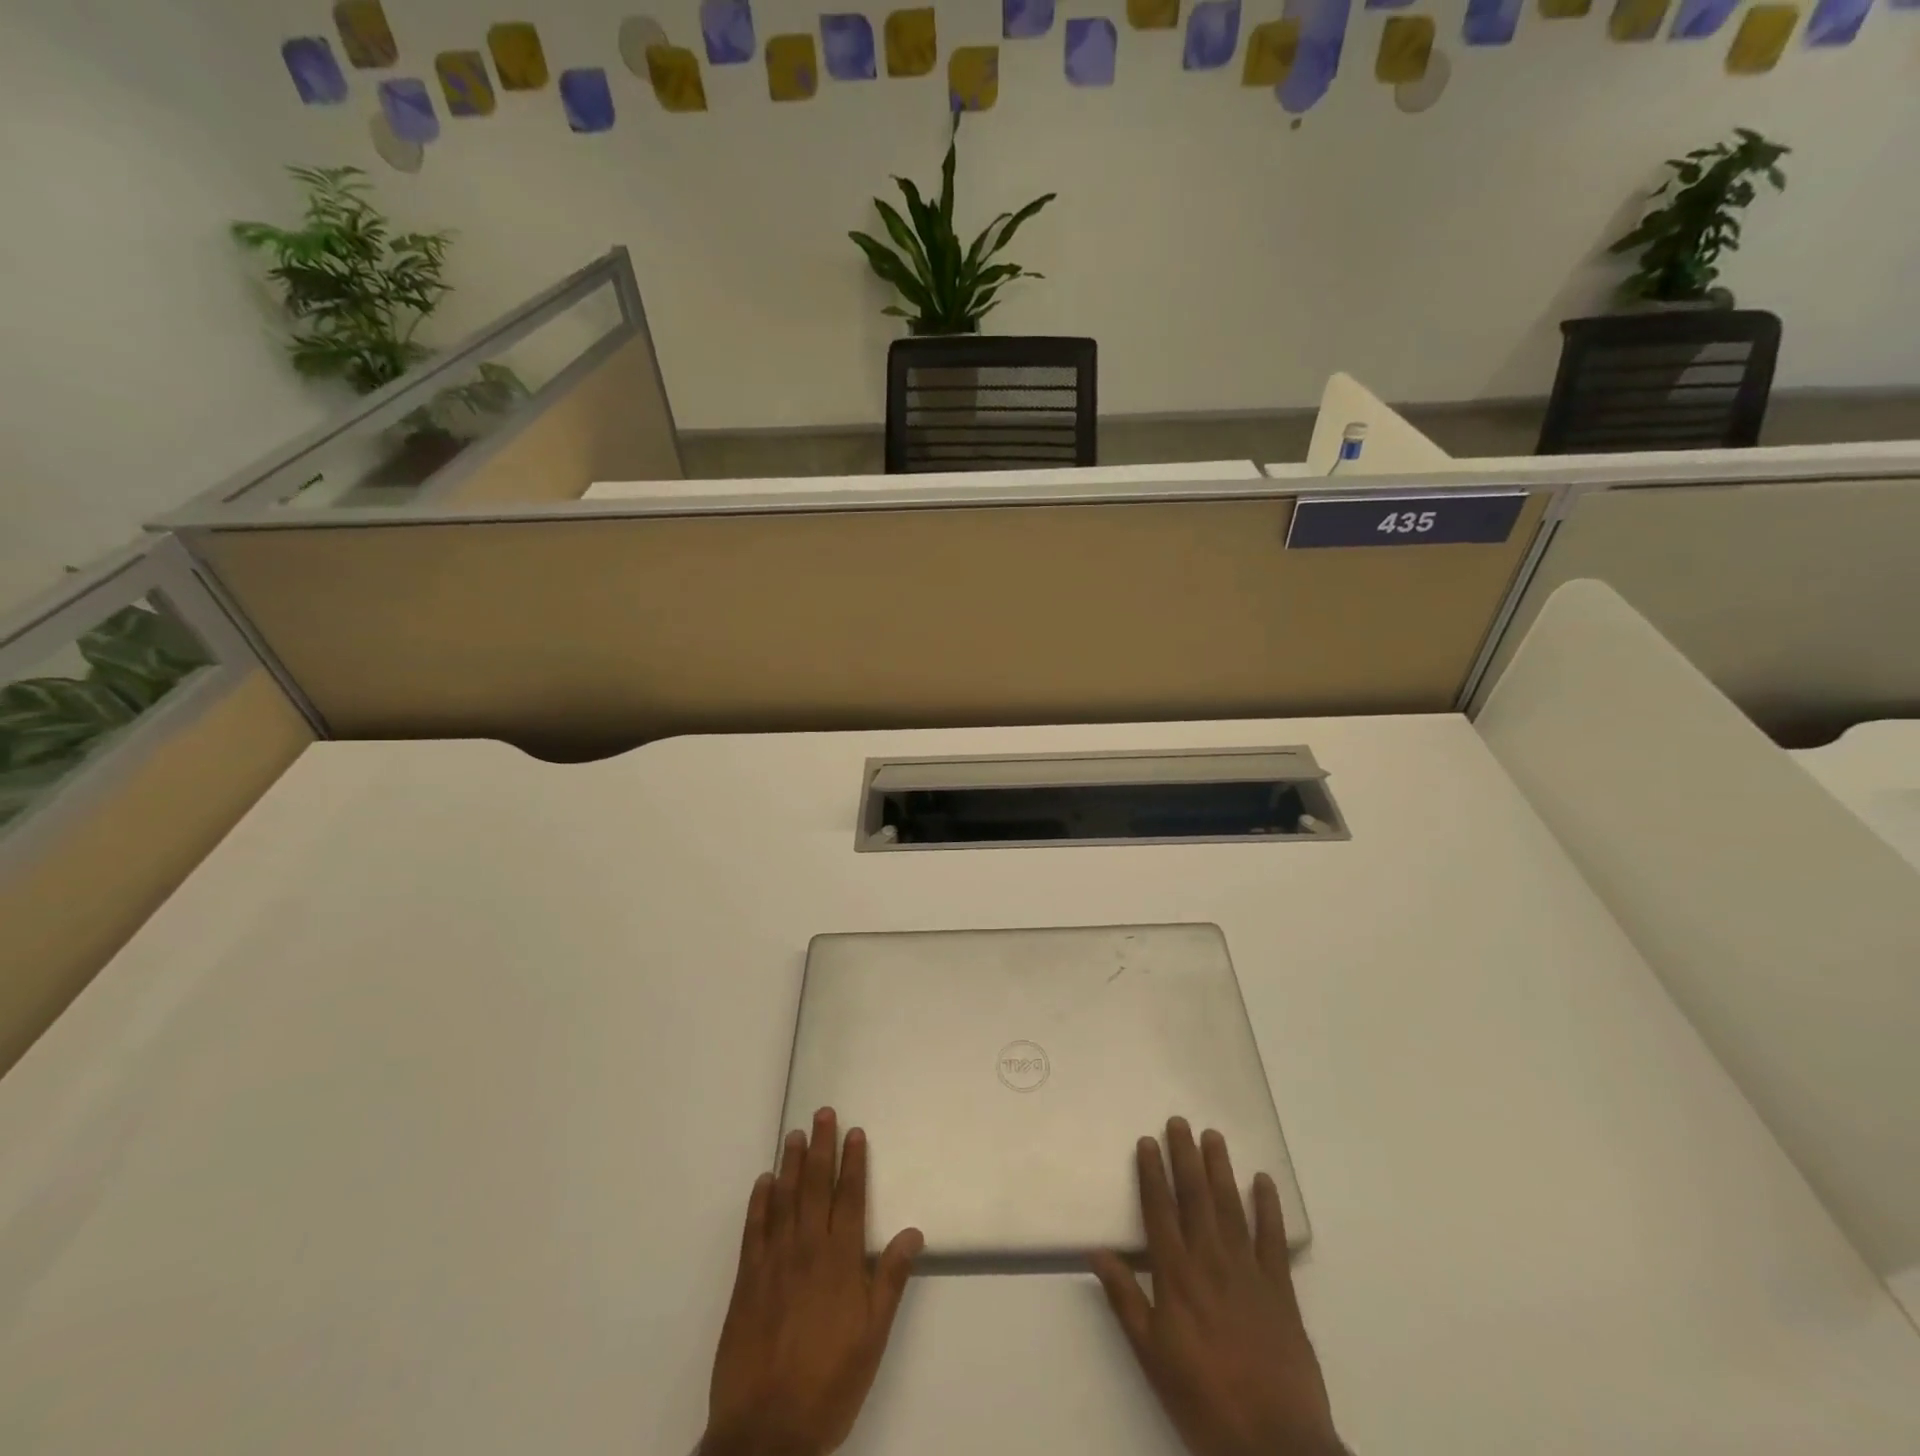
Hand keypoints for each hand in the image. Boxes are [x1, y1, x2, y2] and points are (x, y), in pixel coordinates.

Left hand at [702, 1108, 924, 1455]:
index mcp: (841, 1261)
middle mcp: (807, 1250)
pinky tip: (763, 1182)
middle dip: (822, 1147)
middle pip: (816, 1187)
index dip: (854, 1162)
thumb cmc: (829, 1384)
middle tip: (822, 1113)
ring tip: (794, 1135)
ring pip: (784, 1199)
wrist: (765, 1432)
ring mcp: (774, 1262)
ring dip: (790, 1164)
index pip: (850, 1198)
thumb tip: (912, 1231)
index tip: (855, 1132)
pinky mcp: (747, 1281)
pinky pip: (754, 1229)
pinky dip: (759, 1202)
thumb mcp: (873, 1338)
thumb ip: (889, 1280)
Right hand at [1091, 1118, 1344, 1455]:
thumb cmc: (1203, 1401)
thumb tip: (1097, 1253)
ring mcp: (1248, 1272)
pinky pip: (1273, 1238)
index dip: (1152, 1174)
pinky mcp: (1281, 1290)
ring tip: (1213, 1137)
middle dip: (1185, 1157)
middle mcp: (1210, 1261)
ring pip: (1231, 1207)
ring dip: (1221, 1169)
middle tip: (1180, 1122)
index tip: (1147, 1141)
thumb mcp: (1152, 1356)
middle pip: (1195, 1197)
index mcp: (1176, 1276)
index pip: (1159, 1210)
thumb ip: (1126, 1300)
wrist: (1276, 1446)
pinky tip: (1263, 1181)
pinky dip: (1268, 1207)